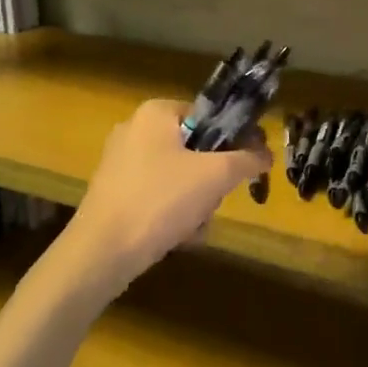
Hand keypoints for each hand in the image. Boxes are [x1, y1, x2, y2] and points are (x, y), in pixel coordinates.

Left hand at [61, 99, 271, 293]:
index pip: (210, 116)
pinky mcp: (114, 193)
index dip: (234, 140)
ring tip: (194, 225)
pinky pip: (159, 195)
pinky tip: (178, 236)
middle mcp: (135, 130)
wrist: (101, 253)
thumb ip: (247, 159)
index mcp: (156, 113)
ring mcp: (121, 163)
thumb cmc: (160, 201)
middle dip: (212, 181)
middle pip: (197, 149)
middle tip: (214, 200)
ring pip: (181, 176)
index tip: (247, 166)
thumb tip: (267, 153)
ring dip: (197, 202)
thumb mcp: (215, 176)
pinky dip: (174, 214)